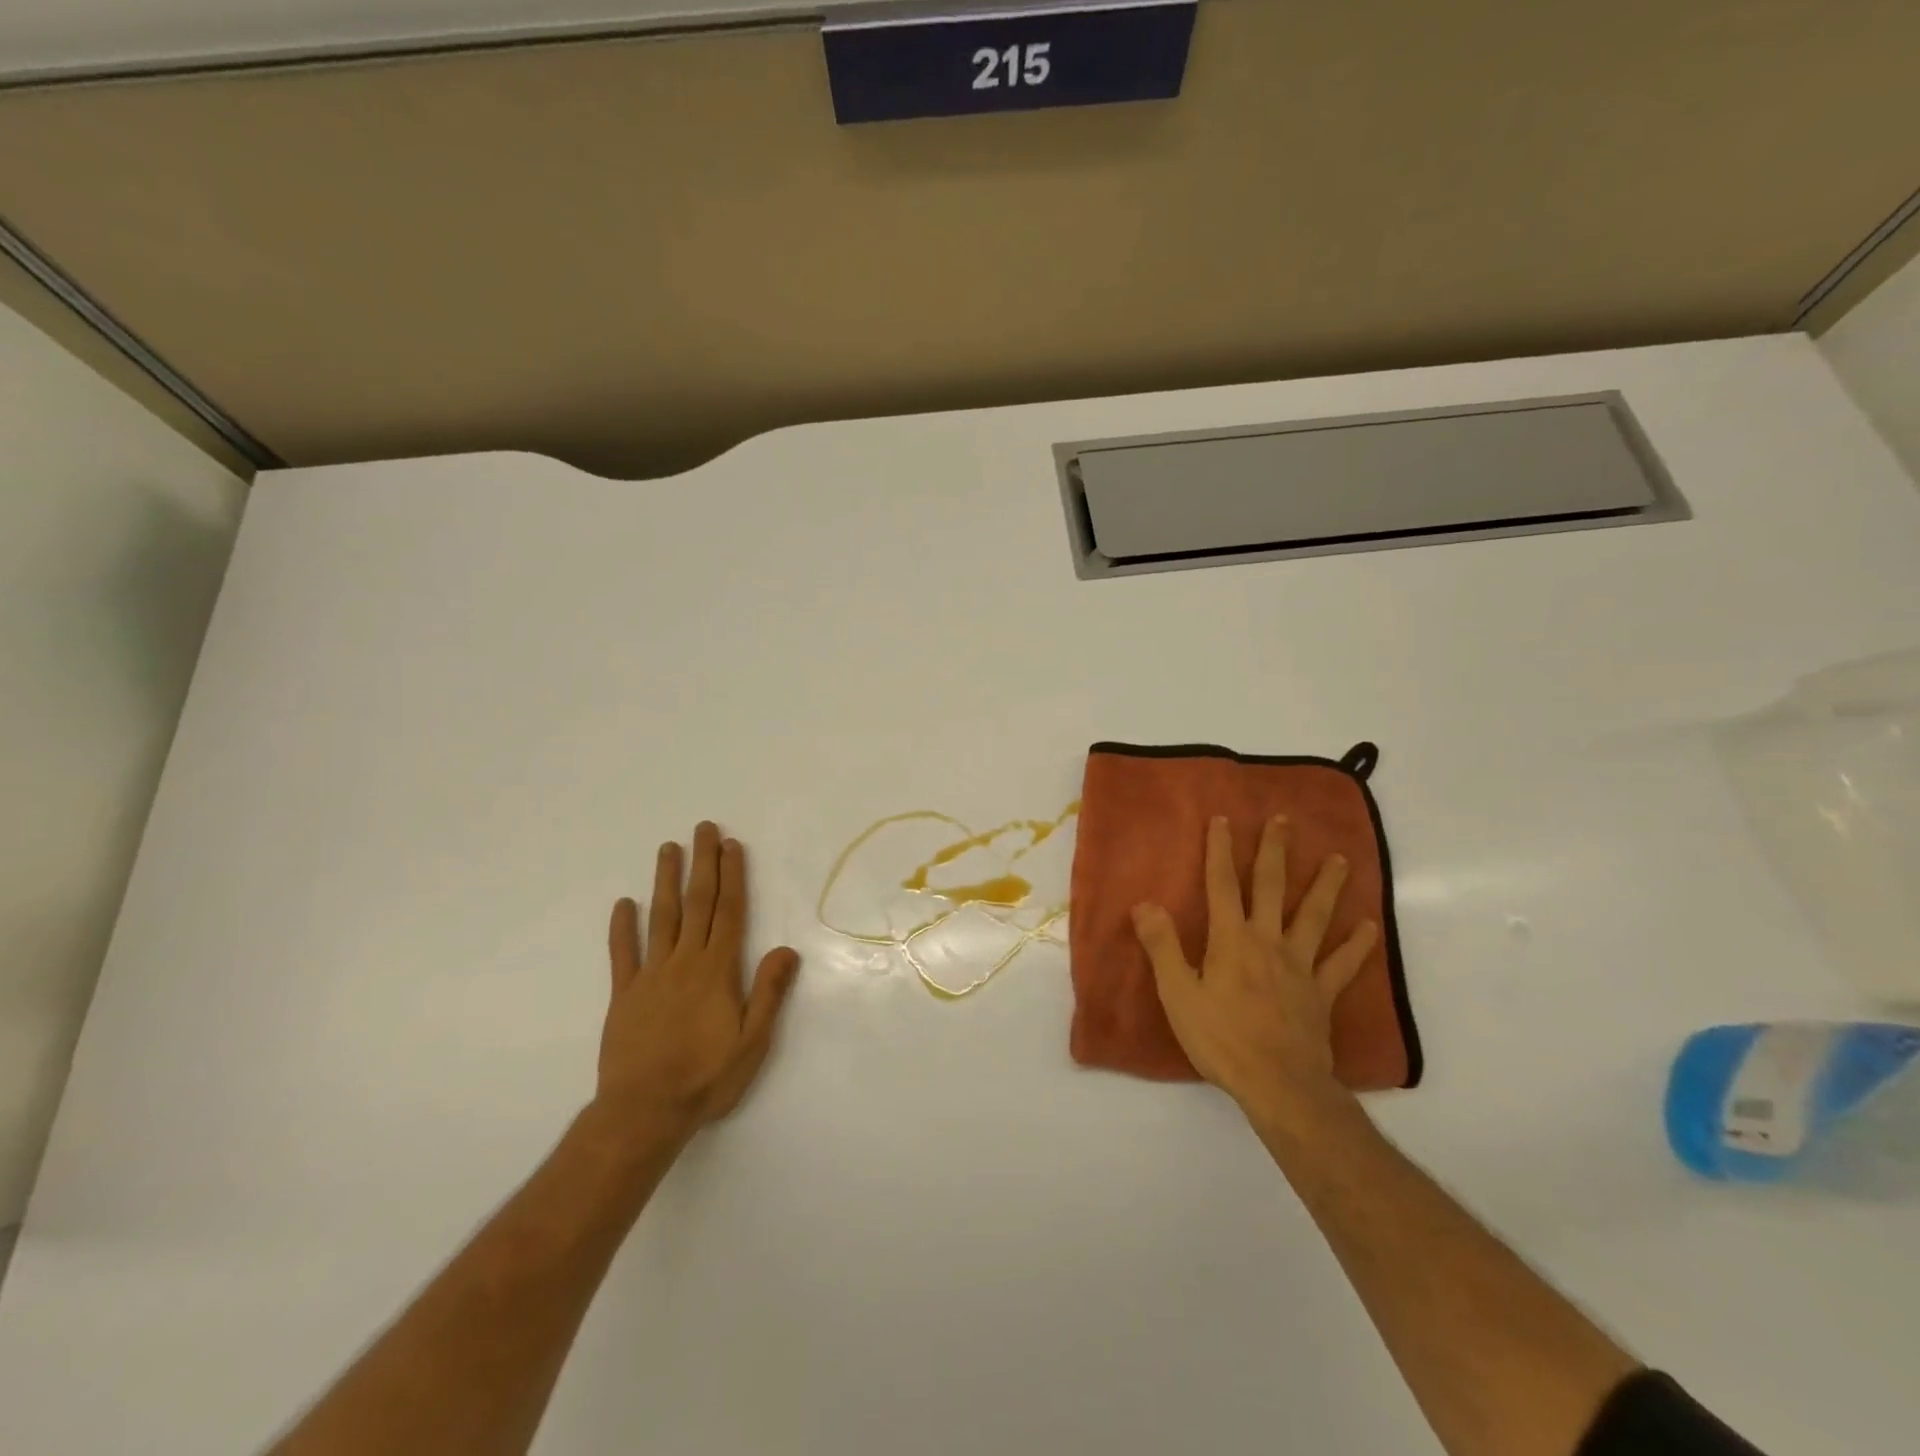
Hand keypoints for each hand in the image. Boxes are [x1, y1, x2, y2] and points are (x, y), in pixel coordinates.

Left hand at [596, 822, 800, 1139]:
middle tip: (704, 829)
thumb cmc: (706, 1078)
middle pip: (697, 904)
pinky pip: (622, 954)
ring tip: (668, 848)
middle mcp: (684, 962)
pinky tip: (623, 903)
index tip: (732, 846)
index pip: (729, 913)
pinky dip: (622, 927)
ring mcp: (650, 976)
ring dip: (665, 881)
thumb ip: (769, 992)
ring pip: (660, 918)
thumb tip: (787, 949)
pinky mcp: (624, 995)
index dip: (732, 877)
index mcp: (717, 971)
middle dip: (703, 864)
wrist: (644, 1113)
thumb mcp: (752, 1041)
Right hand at [1132, 815, 1376, 1127]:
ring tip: (1339, 859)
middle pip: (1272, 888)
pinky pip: (1343, 964)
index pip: (1222, 885)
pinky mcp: (1322, 993)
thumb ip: (1162, 946)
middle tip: (1284, 820)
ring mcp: (1300, 966)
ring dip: (1326, 886)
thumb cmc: (1221, 1038)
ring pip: (1314, 917)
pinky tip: (1369, 927)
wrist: (1278, 1084)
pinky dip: (1358, 945)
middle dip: (1275, 852)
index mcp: (1231, 940)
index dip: (1220, 851)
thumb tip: (1145, 904)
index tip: (1223, 820)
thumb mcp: (1178, 994)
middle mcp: (1268, 941)